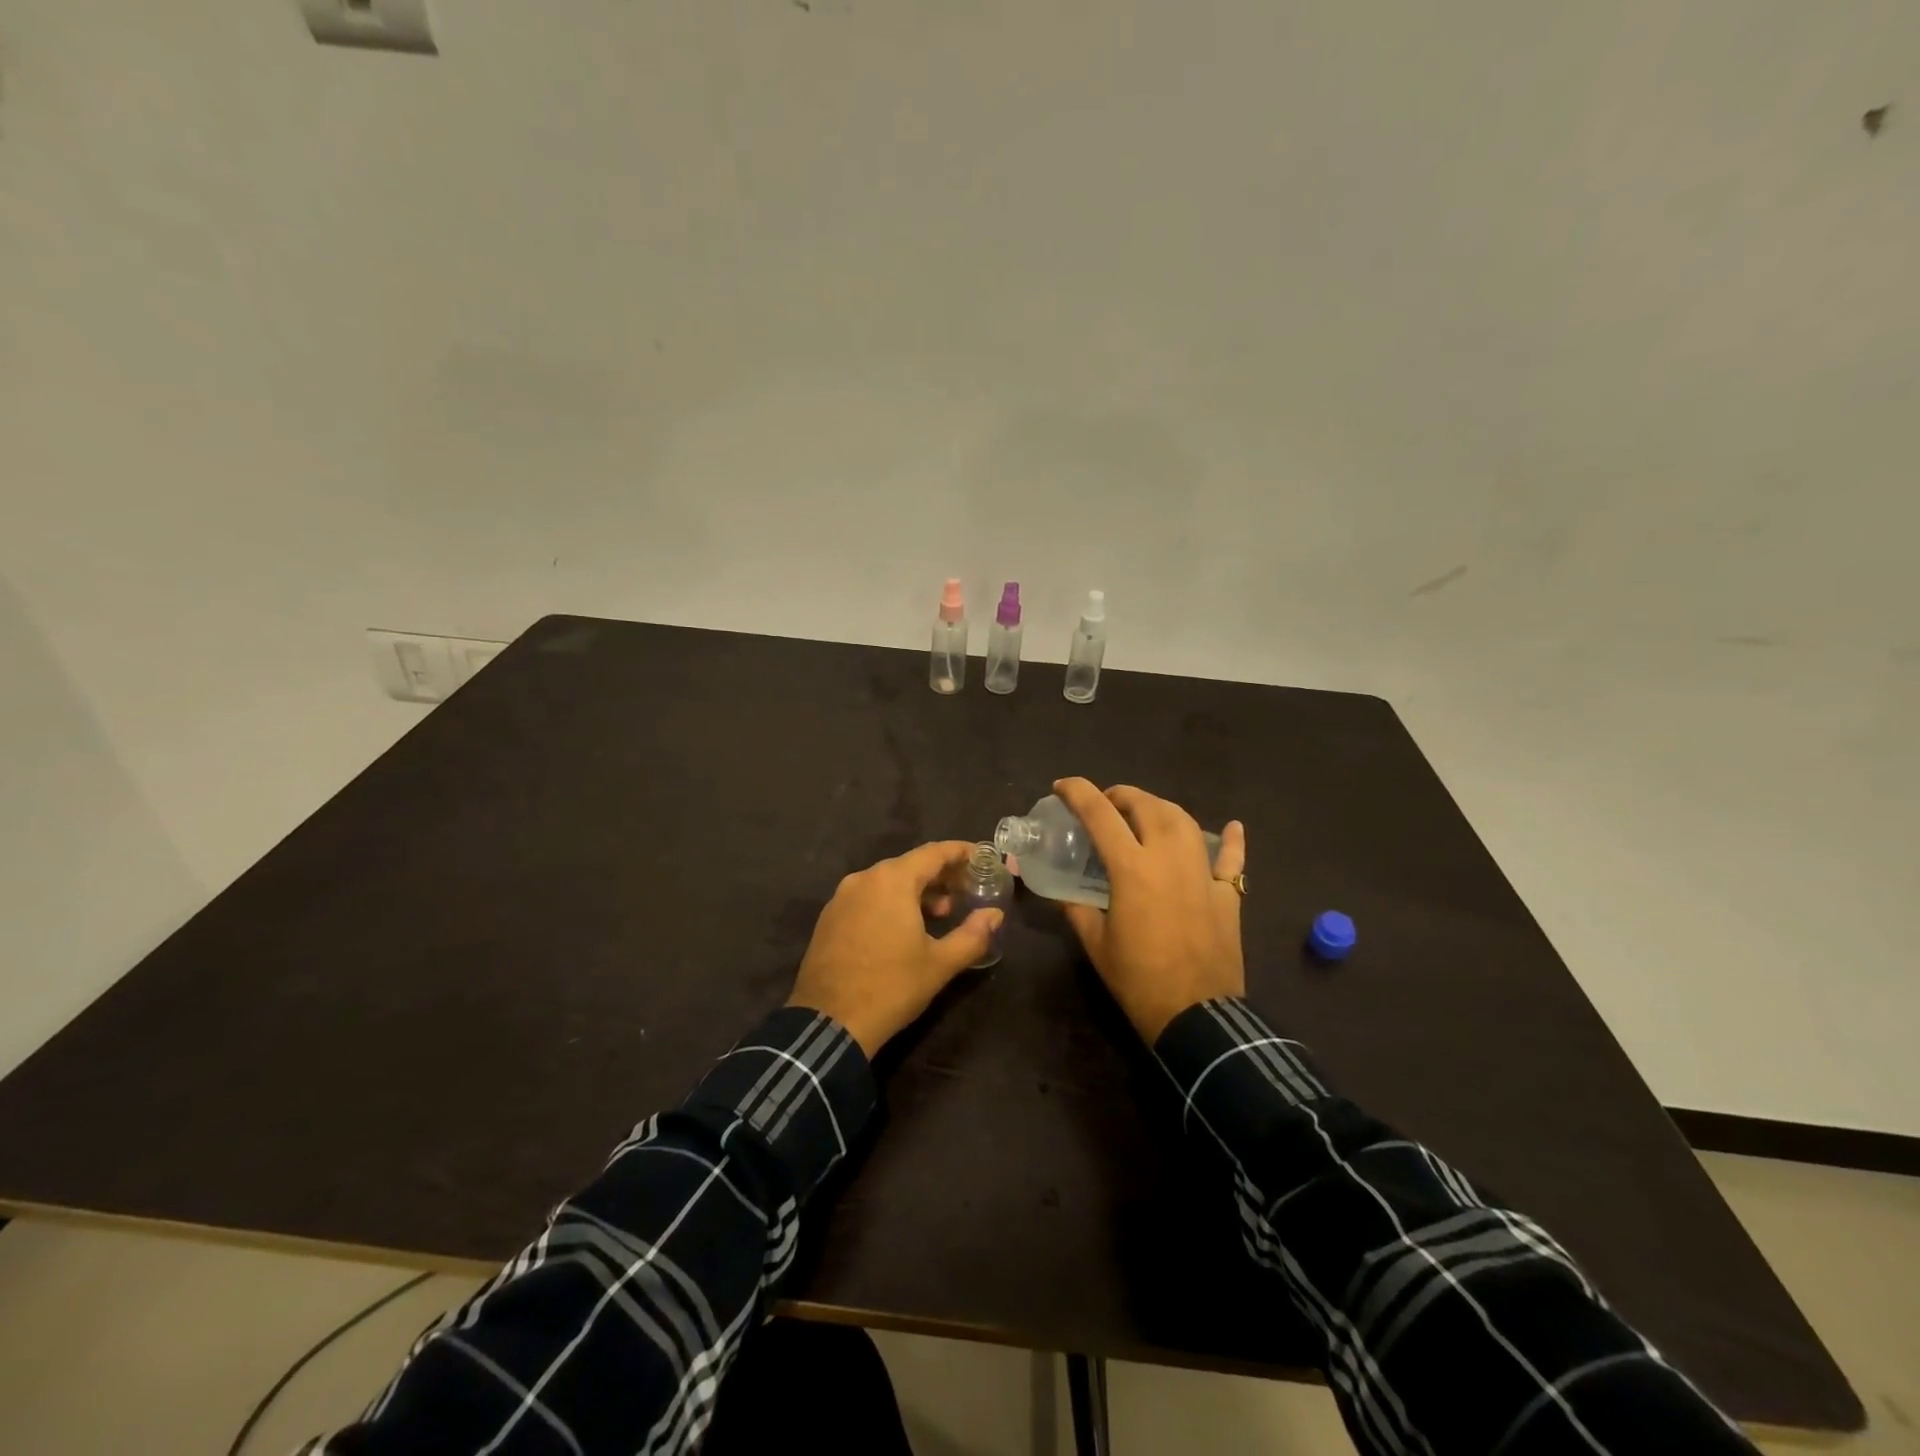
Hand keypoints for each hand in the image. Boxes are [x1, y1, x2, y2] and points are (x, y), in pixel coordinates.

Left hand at [787, 841, 1003, 1057]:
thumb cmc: (891, 987)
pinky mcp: (829, 918)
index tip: (982, 857)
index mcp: (892, 880)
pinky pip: (868, 898)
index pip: (934, 853)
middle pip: (910, 865)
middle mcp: (864, 879)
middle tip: (965, 891)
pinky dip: (891, 903)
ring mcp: (841, 898)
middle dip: (940, 875)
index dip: (961, 852)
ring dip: (916, 891)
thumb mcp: (940, 964)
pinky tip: (903, 929)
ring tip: (939, 914)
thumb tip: (995, 915)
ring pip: (887, 882)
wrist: (829, 1023)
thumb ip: (972, 935)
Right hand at [1053, 777, 1245, 1044]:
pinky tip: (1232, 827)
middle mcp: (1169, 858)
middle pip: (1147, 806)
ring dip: (1161, 809)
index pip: (1100, 814)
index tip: (1062, 787)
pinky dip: (1232, 840)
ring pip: (1185, 821)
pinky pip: (1232, 858)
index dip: (1078, 793)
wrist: (1196, 1016)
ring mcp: (1203, 873)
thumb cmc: (1138, 979)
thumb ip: (1077, 909)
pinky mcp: (1228, 894)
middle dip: (1122, 795)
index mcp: (1132, 868)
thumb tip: (1065, 894)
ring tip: (1145, 814)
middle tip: (1106, 803)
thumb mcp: (1096, 944)